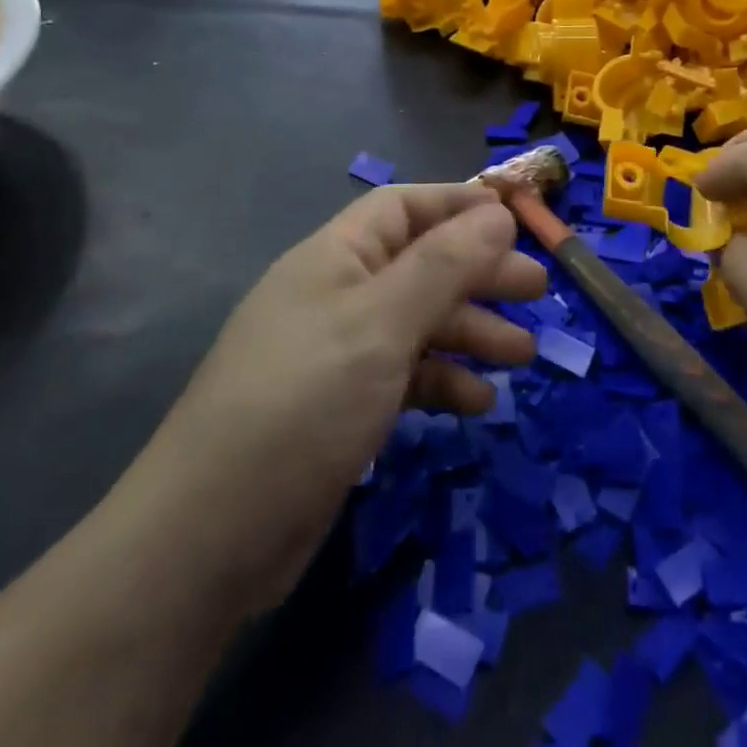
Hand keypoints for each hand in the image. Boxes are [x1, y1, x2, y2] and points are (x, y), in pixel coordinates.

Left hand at [143, 184, 545, 606]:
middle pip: (421, 265)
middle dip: (479, 273)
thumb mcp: (381, 324)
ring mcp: (338, 354)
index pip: (404, 207)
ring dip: (471, 331)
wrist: (207, 541)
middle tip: (539, 290)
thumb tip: (499, 211)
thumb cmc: (302, 405)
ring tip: (524, 352)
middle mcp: (337, 295)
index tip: (516, 218)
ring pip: (418, 324)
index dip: (459, 205)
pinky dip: (443, 382)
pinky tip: (480, 403)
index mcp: (335, 258)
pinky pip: (405, 376)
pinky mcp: (342, 408)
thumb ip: (444, 264)